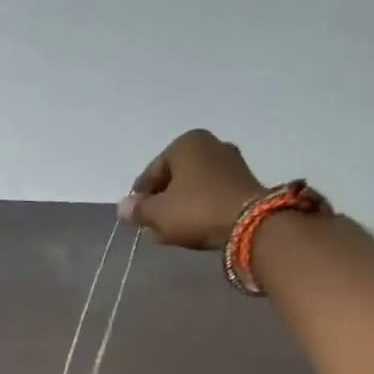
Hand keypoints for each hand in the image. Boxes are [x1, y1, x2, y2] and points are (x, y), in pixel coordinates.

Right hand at [118, 129, 265, 249]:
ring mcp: (231, 161)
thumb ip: (138, 210)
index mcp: (185, 143)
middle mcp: (210, 144)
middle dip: (162, 201)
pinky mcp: (244, 181)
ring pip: (192, 187)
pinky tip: (193, 227)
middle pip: (173, 178)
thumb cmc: (196, 210)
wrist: (250, 224)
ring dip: (180, 206)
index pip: (151, 172)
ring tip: (171, 230)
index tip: (137, 219)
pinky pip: (211, 194)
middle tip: (153, 225)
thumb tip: (123, 207)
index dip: (140, 198)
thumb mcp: (158, 213)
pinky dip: (199, 208)